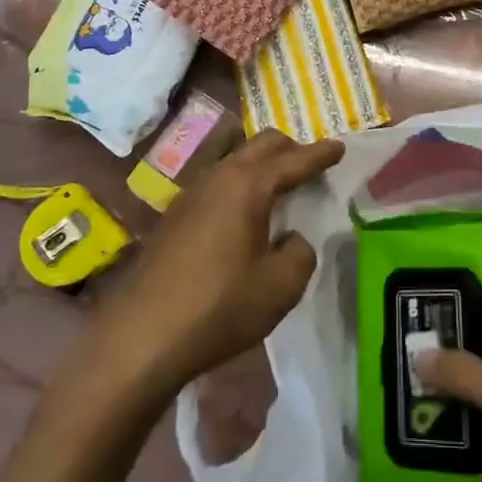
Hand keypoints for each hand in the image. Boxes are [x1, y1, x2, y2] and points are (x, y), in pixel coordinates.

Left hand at [93, 131, 342, 403]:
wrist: (141, 337)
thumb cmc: (219, 307)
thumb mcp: (280, 286)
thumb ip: (300, 254)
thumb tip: (291, 239)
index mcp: (248, 185)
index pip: (294, 160)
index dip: (321, 154)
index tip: (340, 146)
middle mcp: (219, 177)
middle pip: (261, 145)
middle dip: (290, 149)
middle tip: (311, 165)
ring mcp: (191, 193)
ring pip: (235, 160)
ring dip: (261, 165)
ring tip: (280, 188)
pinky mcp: (174, 215)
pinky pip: (218, 182)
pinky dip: (240, 184)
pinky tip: (244, 214)